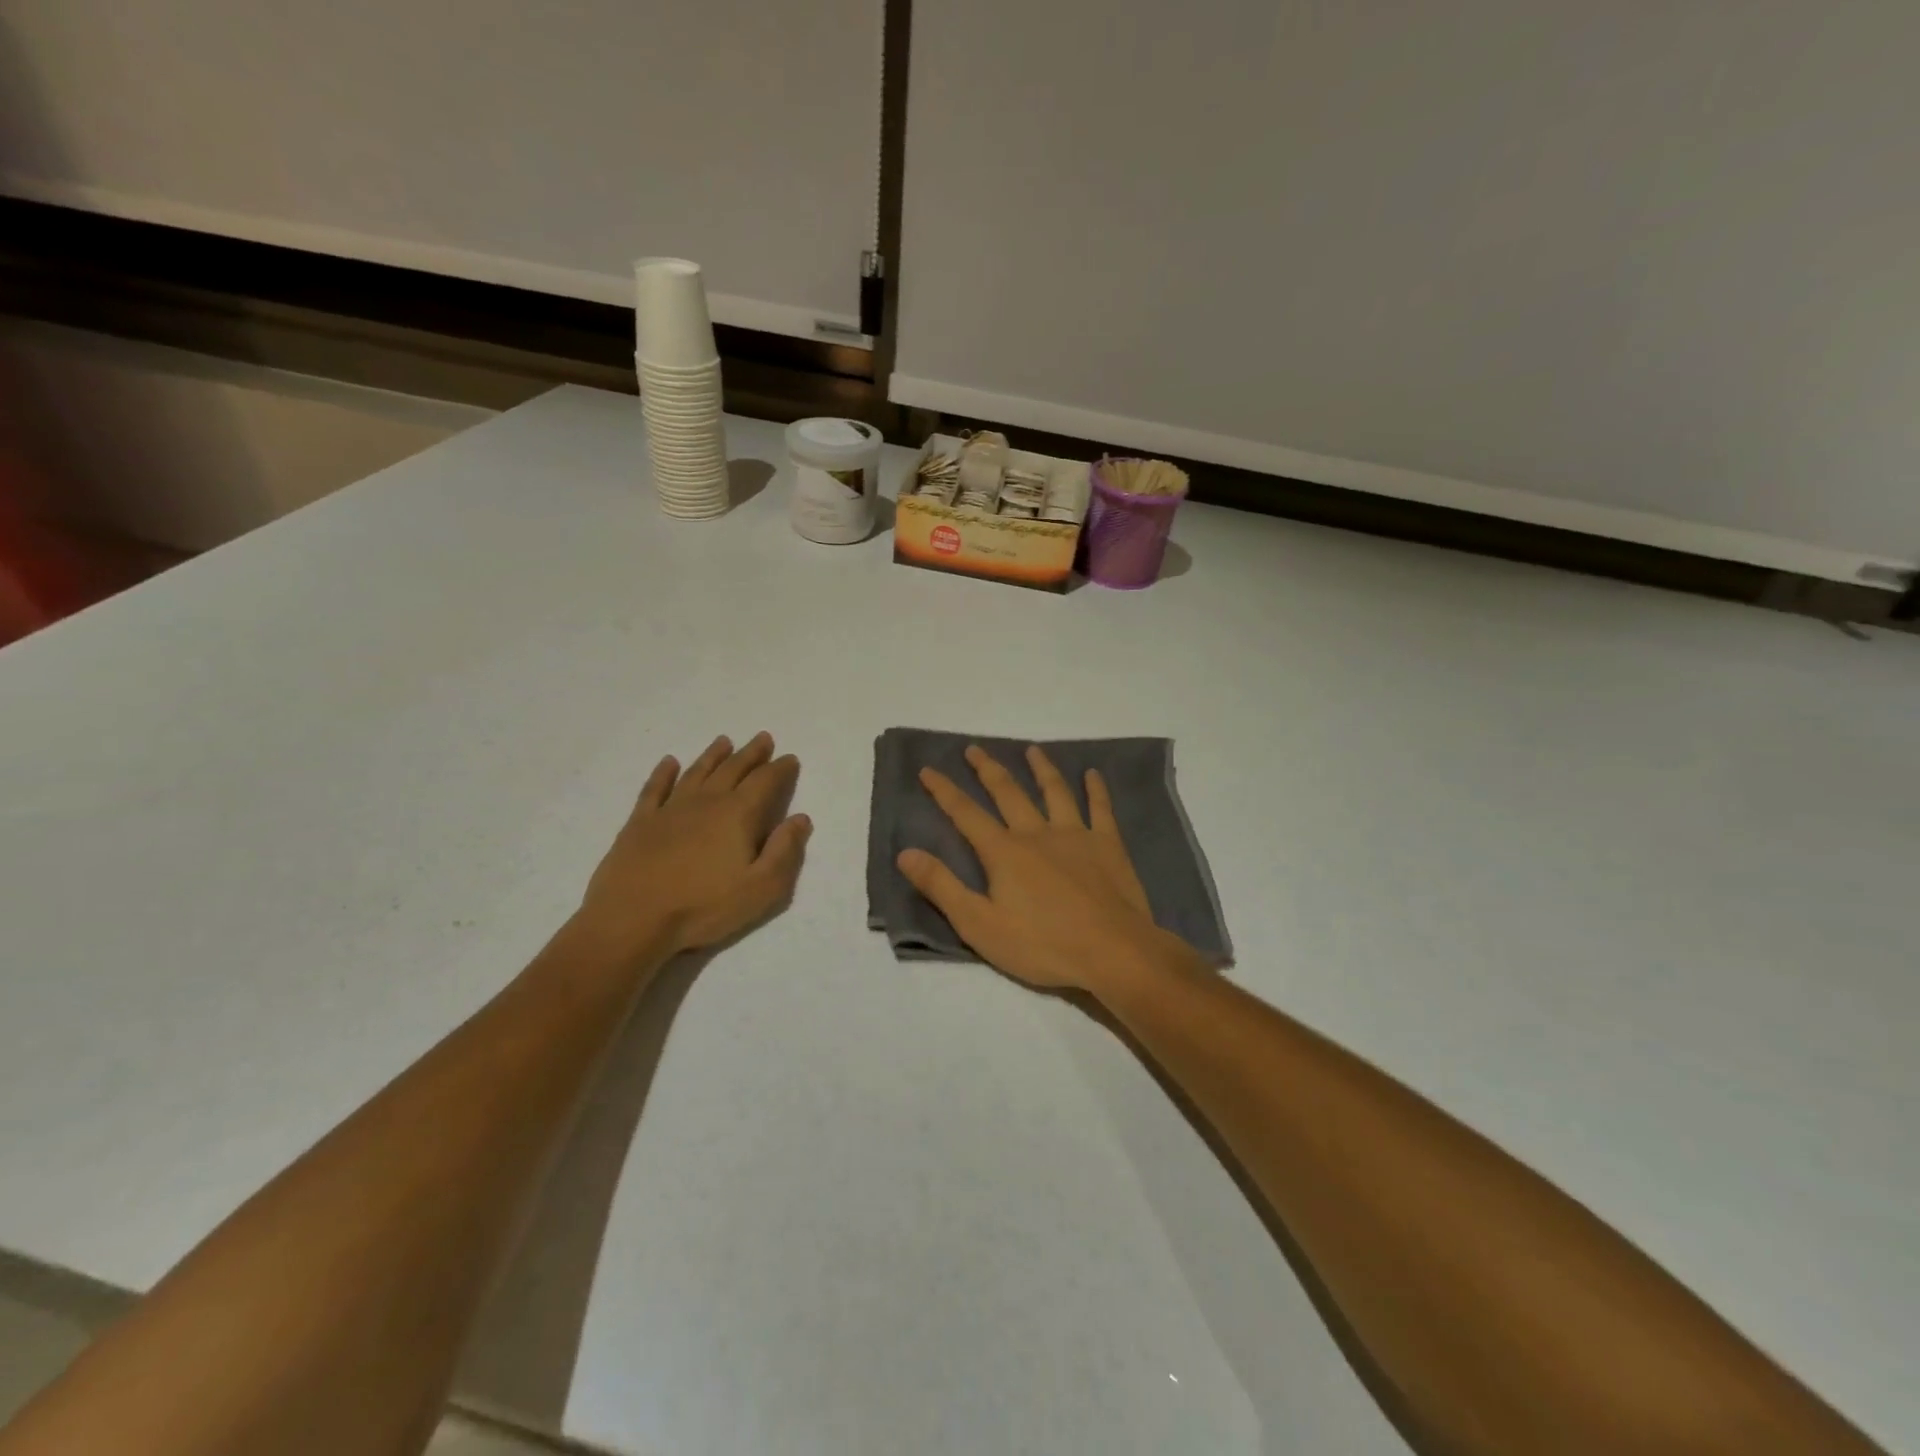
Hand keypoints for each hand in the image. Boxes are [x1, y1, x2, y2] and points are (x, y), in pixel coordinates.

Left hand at [577, 732, 810, 966]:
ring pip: (696, 772)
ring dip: (713, 755)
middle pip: (732, 769)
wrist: (632, 919)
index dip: (780, 769)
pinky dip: (663, 773)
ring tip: (724, 741)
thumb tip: (800, 818)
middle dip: (751, 753)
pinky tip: (668, 762)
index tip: (790, 758)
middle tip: (763, 738)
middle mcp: (705, 802)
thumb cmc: (703, 906)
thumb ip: (784, 851)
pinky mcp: (640, 822)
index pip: (765, 782)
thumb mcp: (761, 888)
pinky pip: (655, 789)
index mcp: (737, 815)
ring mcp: (669, 809)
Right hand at [897, 744, 1200, 994]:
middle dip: (988, 769)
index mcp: (1004, 852)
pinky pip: (1101, 808)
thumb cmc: (1042, 945)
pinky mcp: (1108, 845)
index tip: (928, 769)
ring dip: (1041, 768)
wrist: (1112, 951)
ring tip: (1032, 750)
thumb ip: (942, 887)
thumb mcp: (979, 925)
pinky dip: (1096, 789)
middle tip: (974, 748)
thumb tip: (905, 853)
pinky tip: (1093, 774)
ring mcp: (1075, 835)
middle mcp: (1036, 833)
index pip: (966, 813)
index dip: (944, 791)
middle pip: (1008, 792)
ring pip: (1054, 792)